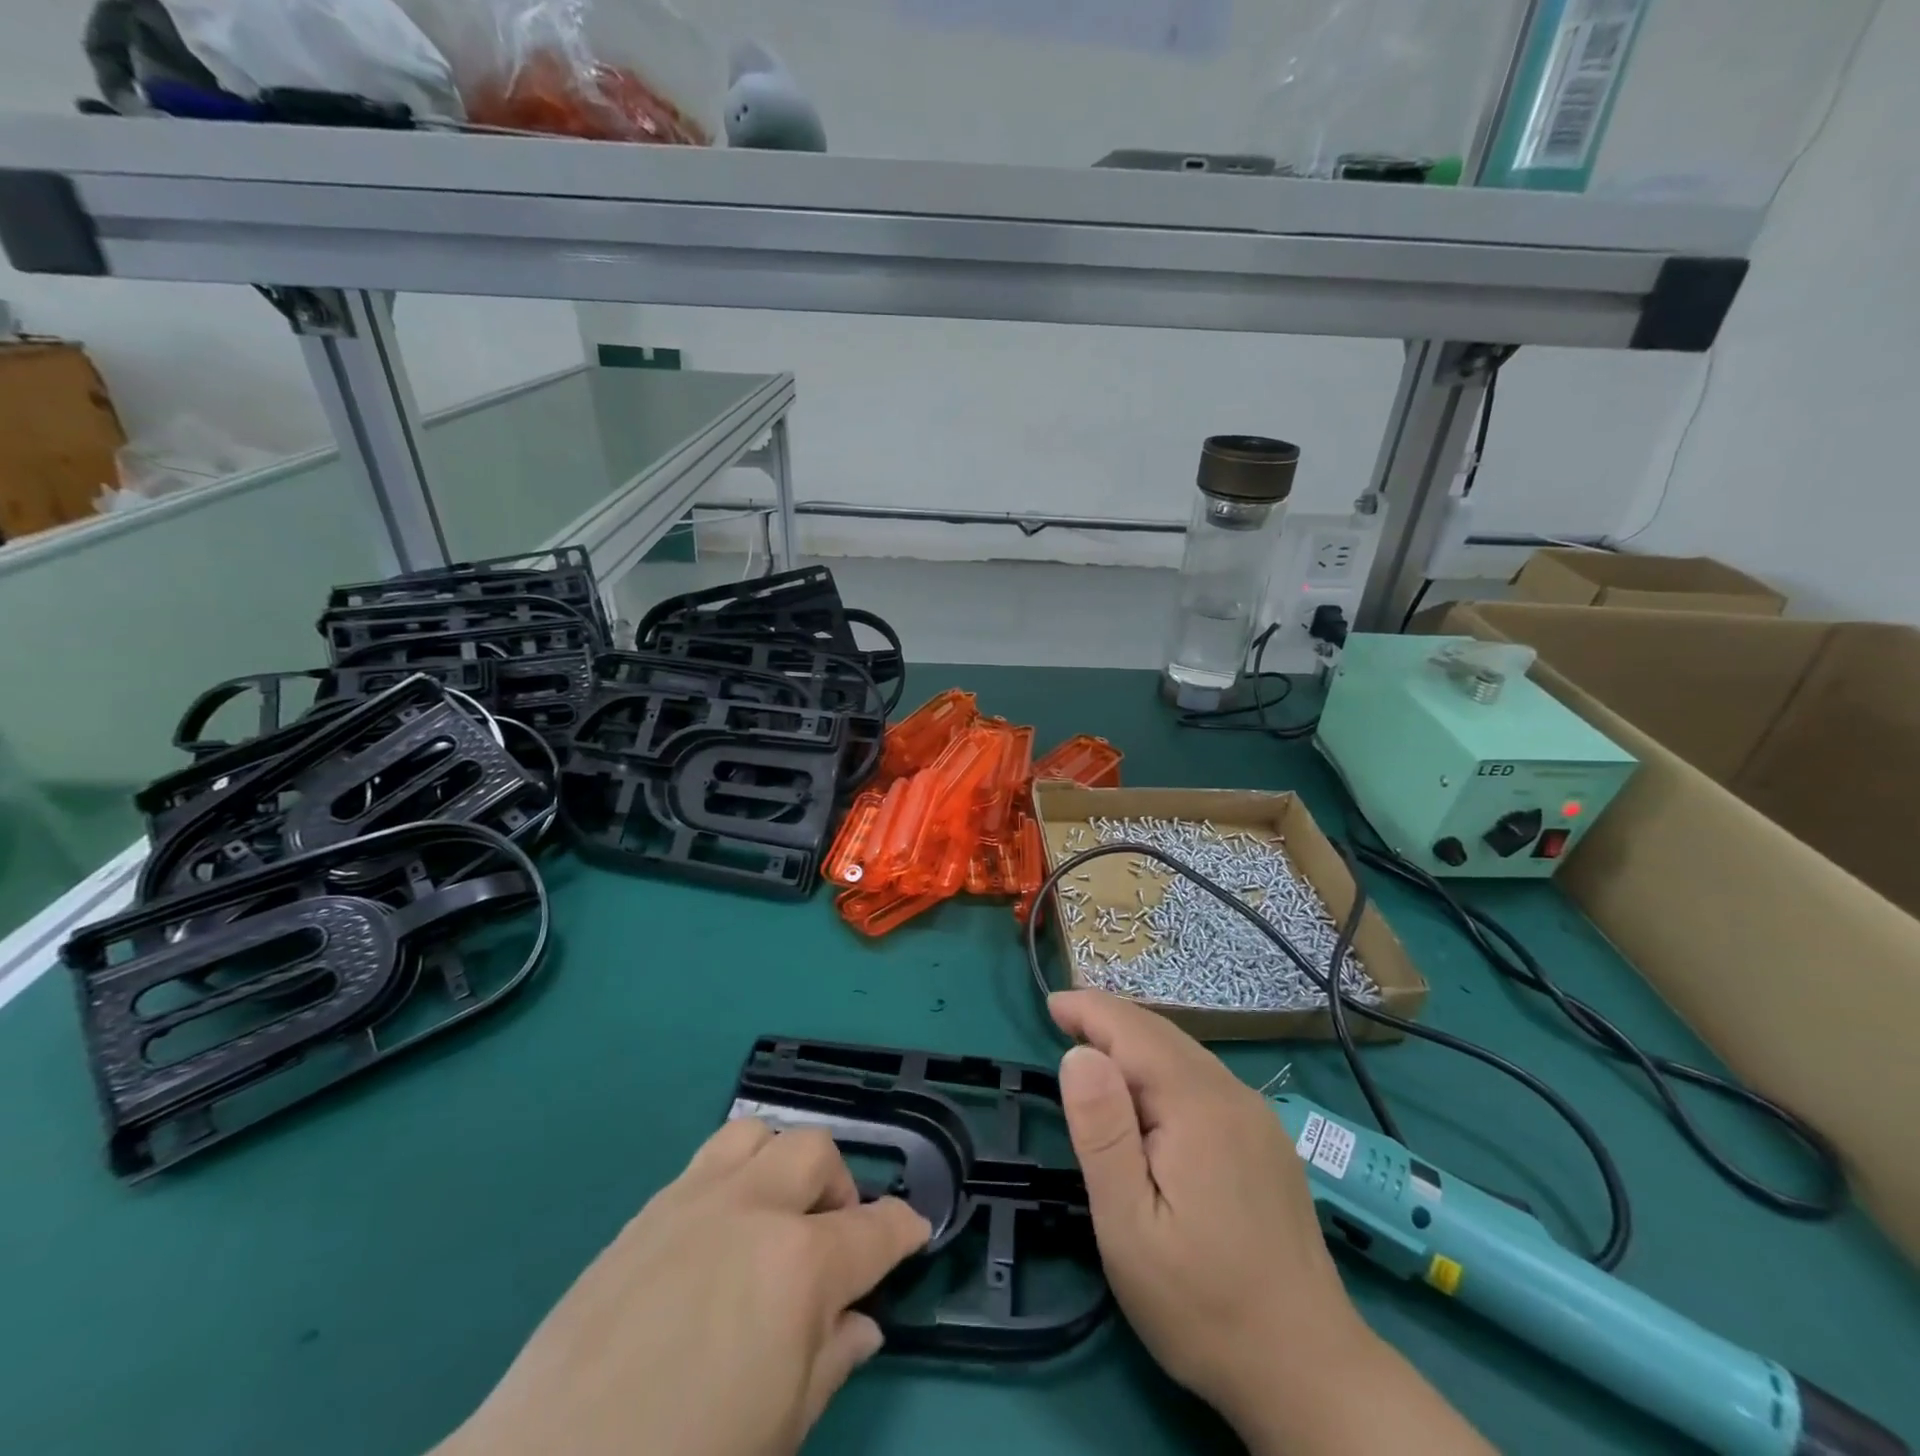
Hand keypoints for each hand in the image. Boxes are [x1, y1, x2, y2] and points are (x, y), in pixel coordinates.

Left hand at [441, 1121, 930, 1455]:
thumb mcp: (778, 1433)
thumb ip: (831, 1362)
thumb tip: (861, 1324)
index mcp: (799, 1265)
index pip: (875, 1229)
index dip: (904, 1228)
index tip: (914, 1231)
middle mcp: (753, 1209)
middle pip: (817, 1153)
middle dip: (840, 1189)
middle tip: (831, 1241)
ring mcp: (695, 1198)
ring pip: (761, 1134)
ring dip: (783, 1165)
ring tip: (774, 1217)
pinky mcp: (647, 1209)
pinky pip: (708, 1159)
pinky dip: (735, 1174)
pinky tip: (718, 1232)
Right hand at [1050, 990, 1491, 1455]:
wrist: (1310, 1373)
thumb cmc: (1202, 1303)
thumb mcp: (1129, 1226)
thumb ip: (1102, 1132)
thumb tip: (1080, 1053)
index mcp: (1198, 1106)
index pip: (1134, 1032)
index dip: (1090, 1010)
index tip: (1050, 1004)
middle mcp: (1233, 1096)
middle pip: (1163, 1035)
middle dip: (1110, 1020)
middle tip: (1065, 1019)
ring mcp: (1258, 1119)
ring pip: (1186, 1055)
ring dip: (1137, 1043)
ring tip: (1096, 1049)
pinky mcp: (1267, 1143)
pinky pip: (1205, 1081)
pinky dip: (1165, 1068)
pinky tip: (1150, 1094)